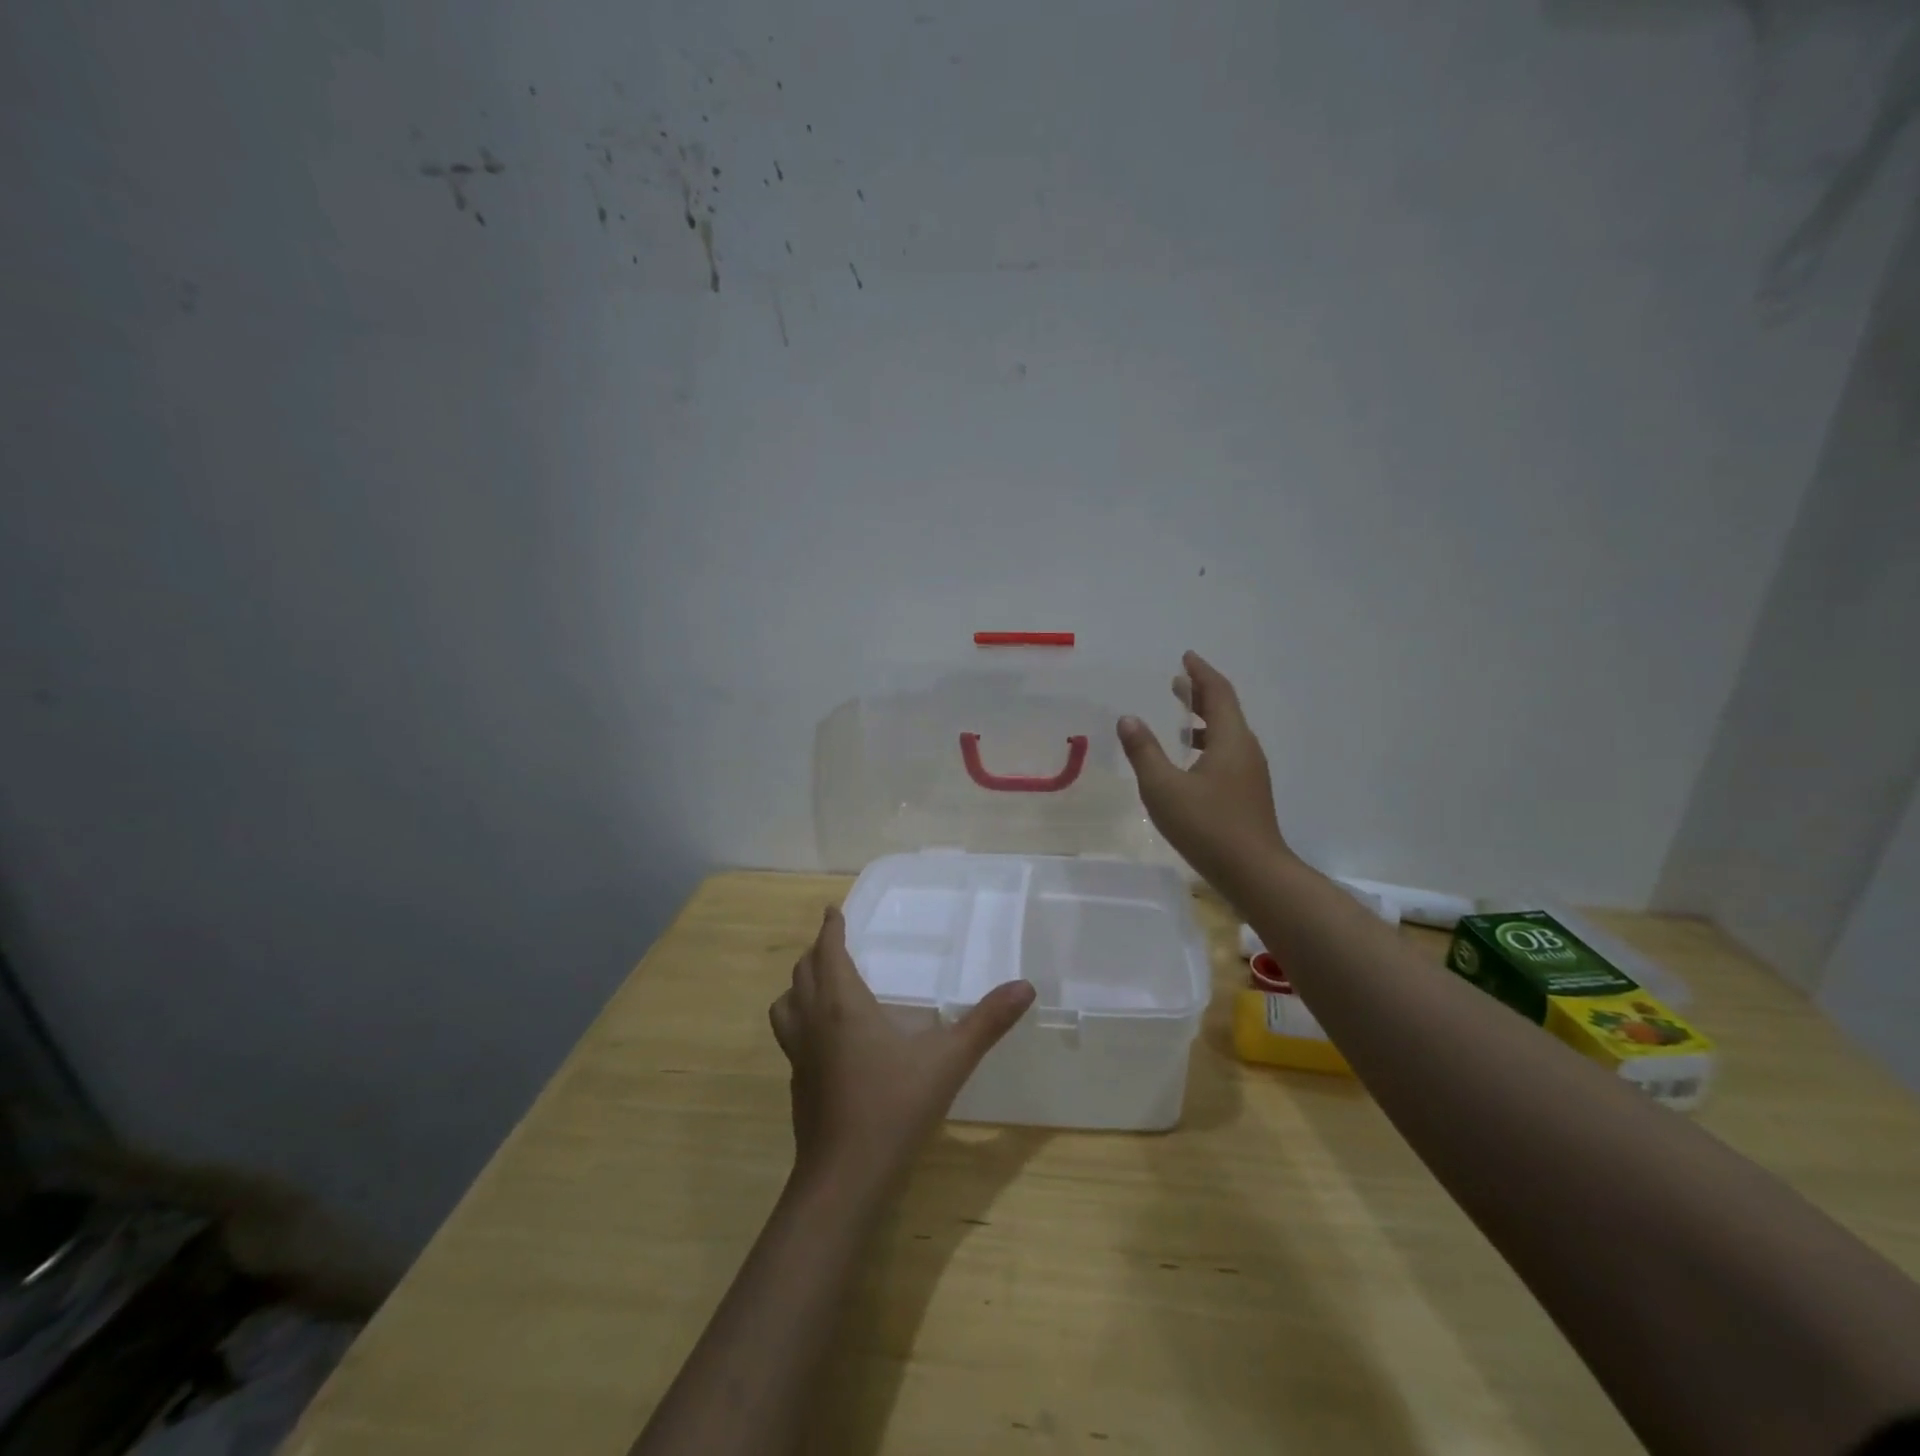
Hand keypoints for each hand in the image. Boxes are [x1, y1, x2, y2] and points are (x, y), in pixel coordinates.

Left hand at [769, 907, 1035, 1193]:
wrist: (844, 1178)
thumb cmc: (894, 1107)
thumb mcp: (949, 1061)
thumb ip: (987, 1022)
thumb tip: (1025, 987)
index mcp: (842, 1005)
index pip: (828, 952)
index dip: (830, 928)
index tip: (834, 911)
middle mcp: (813, 1022)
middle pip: (802, 973)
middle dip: (817, 952)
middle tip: (835, 943)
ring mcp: (799, 1056)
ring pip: (785, 1005)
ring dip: (799, 986)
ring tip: (820, 985)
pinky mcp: (797, 1084)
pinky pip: (790, 1036)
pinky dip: (800, 1021)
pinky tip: (826, 1040)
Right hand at [1117, 650, 1291, 892]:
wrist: (1254, 873)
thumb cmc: (1207, 826)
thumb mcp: (1164, 788)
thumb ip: (1144, 752)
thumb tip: (1128, 719)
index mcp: (1230, 740)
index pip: (1218, 693)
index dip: (1201, 673)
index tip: (1186, 657)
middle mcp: (1245, 749)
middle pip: (1225, 710)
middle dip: (1201, 693)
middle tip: (1178, 682)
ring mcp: (1250, 773)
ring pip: (1228, 733)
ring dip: (1205, 720)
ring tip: (1182, 718)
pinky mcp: (1248, 793)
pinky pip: (1228, 753)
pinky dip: (1209, 743)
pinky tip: (1191, 761)